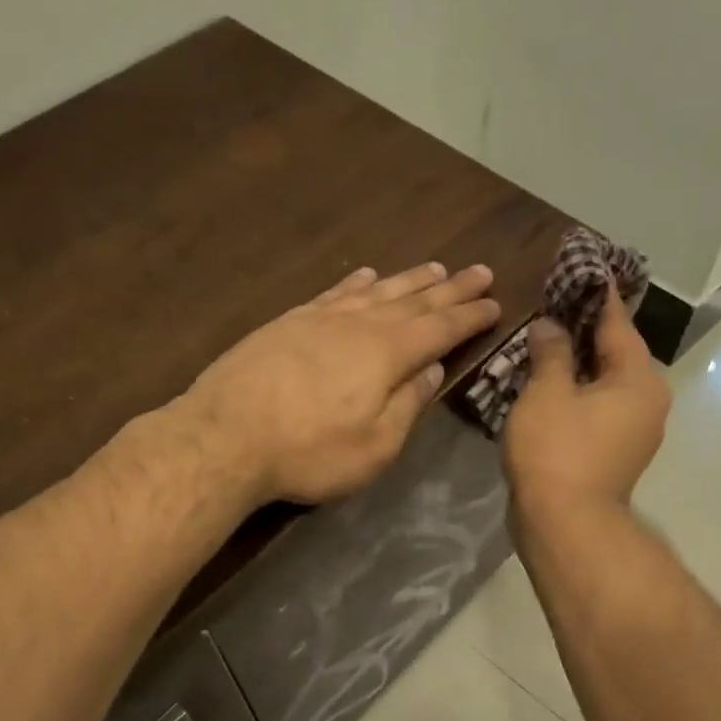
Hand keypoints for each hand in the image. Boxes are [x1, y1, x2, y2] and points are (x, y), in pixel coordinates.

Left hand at [184, 262, 500, 504]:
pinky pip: (335, 293)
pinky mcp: (288, 322)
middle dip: (450, 288)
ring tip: (434, 267)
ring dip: (409, 279)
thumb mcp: (375, 446)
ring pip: (376, 290)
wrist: (224, 437)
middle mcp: (359, 325)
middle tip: (479, 270)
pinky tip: (366, 276)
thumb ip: (407, 405)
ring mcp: (320, 318)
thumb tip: (431, 370)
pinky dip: (357, 283)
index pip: (440, 328)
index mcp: (387, 354)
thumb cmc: (309, 452)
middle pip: (414, 300)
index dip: (470, 316)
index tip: (495, 302)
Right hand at [502, 287, 670, 521]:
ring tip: (545, 345)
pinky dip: (578, 395)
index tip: (581, 271)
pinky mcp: (616, 455)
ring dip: (579, 366)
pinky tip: (550, 388)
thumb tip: (551, 325)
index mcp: (639, 378)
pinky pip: (598, 411)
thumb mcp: (547, 392)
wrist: (565, 525)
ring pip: (606, 385)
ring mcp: (635, 432)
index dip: (595, 297)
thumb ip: (550, 352)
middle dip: (584, 332)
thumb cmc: (557, 452)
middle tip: (551, 308)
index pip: (617, 323)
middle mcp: (648, 401)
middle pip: (616, 354)